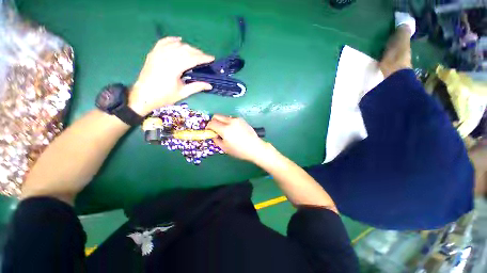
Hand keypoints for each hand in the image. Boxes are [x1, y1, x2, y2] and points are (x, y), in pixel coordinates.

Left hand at [129, 37, 214, 115]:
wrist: (144, 95)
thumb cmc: (164, 96)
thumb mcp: (182, 93)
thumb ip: (196, 87)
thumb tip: (209, 85)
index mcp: (174, 68)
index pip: (192, 58)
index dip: (203, 57)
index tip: (212, 58)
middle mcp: (166, 57)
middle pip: (185, 50)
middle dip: (197, 52)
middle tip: (205, 57)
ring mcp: (158, 53)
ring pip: (176, 45)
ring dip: (188, 47)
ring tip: (195, 52)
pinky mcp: (153, 53)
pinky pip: (164, 42)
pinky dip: (172, 40)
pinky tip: (179, 40)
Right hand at [206, 114, 268, 161]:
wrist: (255, 147)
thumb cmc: (239, 150)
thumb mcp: (225, 148)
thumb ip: (216, 140)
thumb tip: (214, 135)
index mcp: (225, 129)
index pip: (212, 123)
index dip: (208, 127)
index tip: (209, 131)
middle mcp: (230, 121)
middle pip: (217, 116)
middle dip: (213, 122)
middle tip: (215, 130)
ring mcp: (237, 119)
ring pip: (224, 117)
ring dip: (221, 122)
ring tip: (225, 131)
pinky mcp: (242, 120)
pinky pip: (231, 119)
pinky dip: (228, 122)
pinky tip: (233, 130)